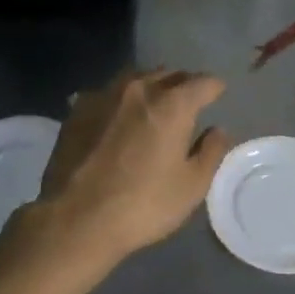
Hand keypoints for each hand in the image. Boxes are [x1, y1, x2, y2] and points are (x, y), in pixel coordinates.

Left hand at [29, 68, 229, 267]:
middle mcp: (139, 90)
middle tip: (188, 102)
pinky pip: (107, 93)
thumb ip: (211, 152)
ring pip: (135, 78)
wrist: (76, 219)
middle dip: (183, 83)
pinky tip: (117, 118)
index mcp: (172, 105)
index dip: (215, 88)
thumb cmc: (143, 205)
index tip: (218, 95)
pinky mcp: (78, 110)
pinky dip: (120, 100)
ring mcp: (104, 95)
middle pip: (169, 74)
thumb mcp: (192, 186)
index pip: (203, 82)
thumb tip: (218, 130)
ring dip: (150, 86)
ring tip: (153, 104)